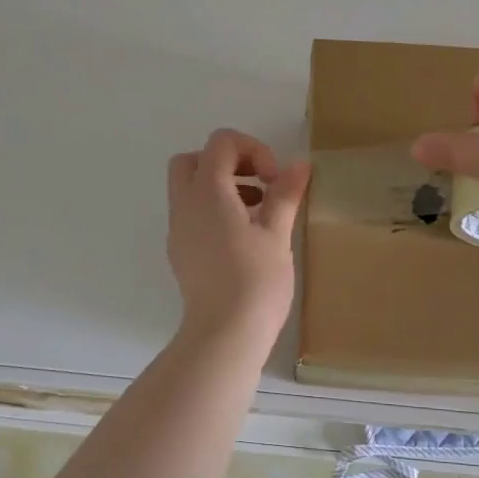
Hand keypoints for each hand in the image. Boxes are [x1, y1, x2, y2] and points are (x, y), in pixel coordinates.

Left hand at [166, 130, 309, 343]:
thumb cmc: (255, 280)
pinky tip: (243, 237)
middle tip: (258, 183)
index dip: (252, 149)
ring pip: (189, 188)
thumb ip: (285, 194)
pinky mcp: (181, 252)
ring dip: (221, 186)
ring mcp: (178, 230)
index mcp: (207, 192)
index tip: (274, 179)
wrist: (225, 334)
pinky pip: (192, 215)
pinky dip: (214, 210)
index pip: (220, 143)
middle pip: (193, 160)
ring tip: (259, 211)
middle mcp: (184, 205)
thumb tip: (299, 165)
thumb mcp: (277, 234)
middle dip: (227, 162)